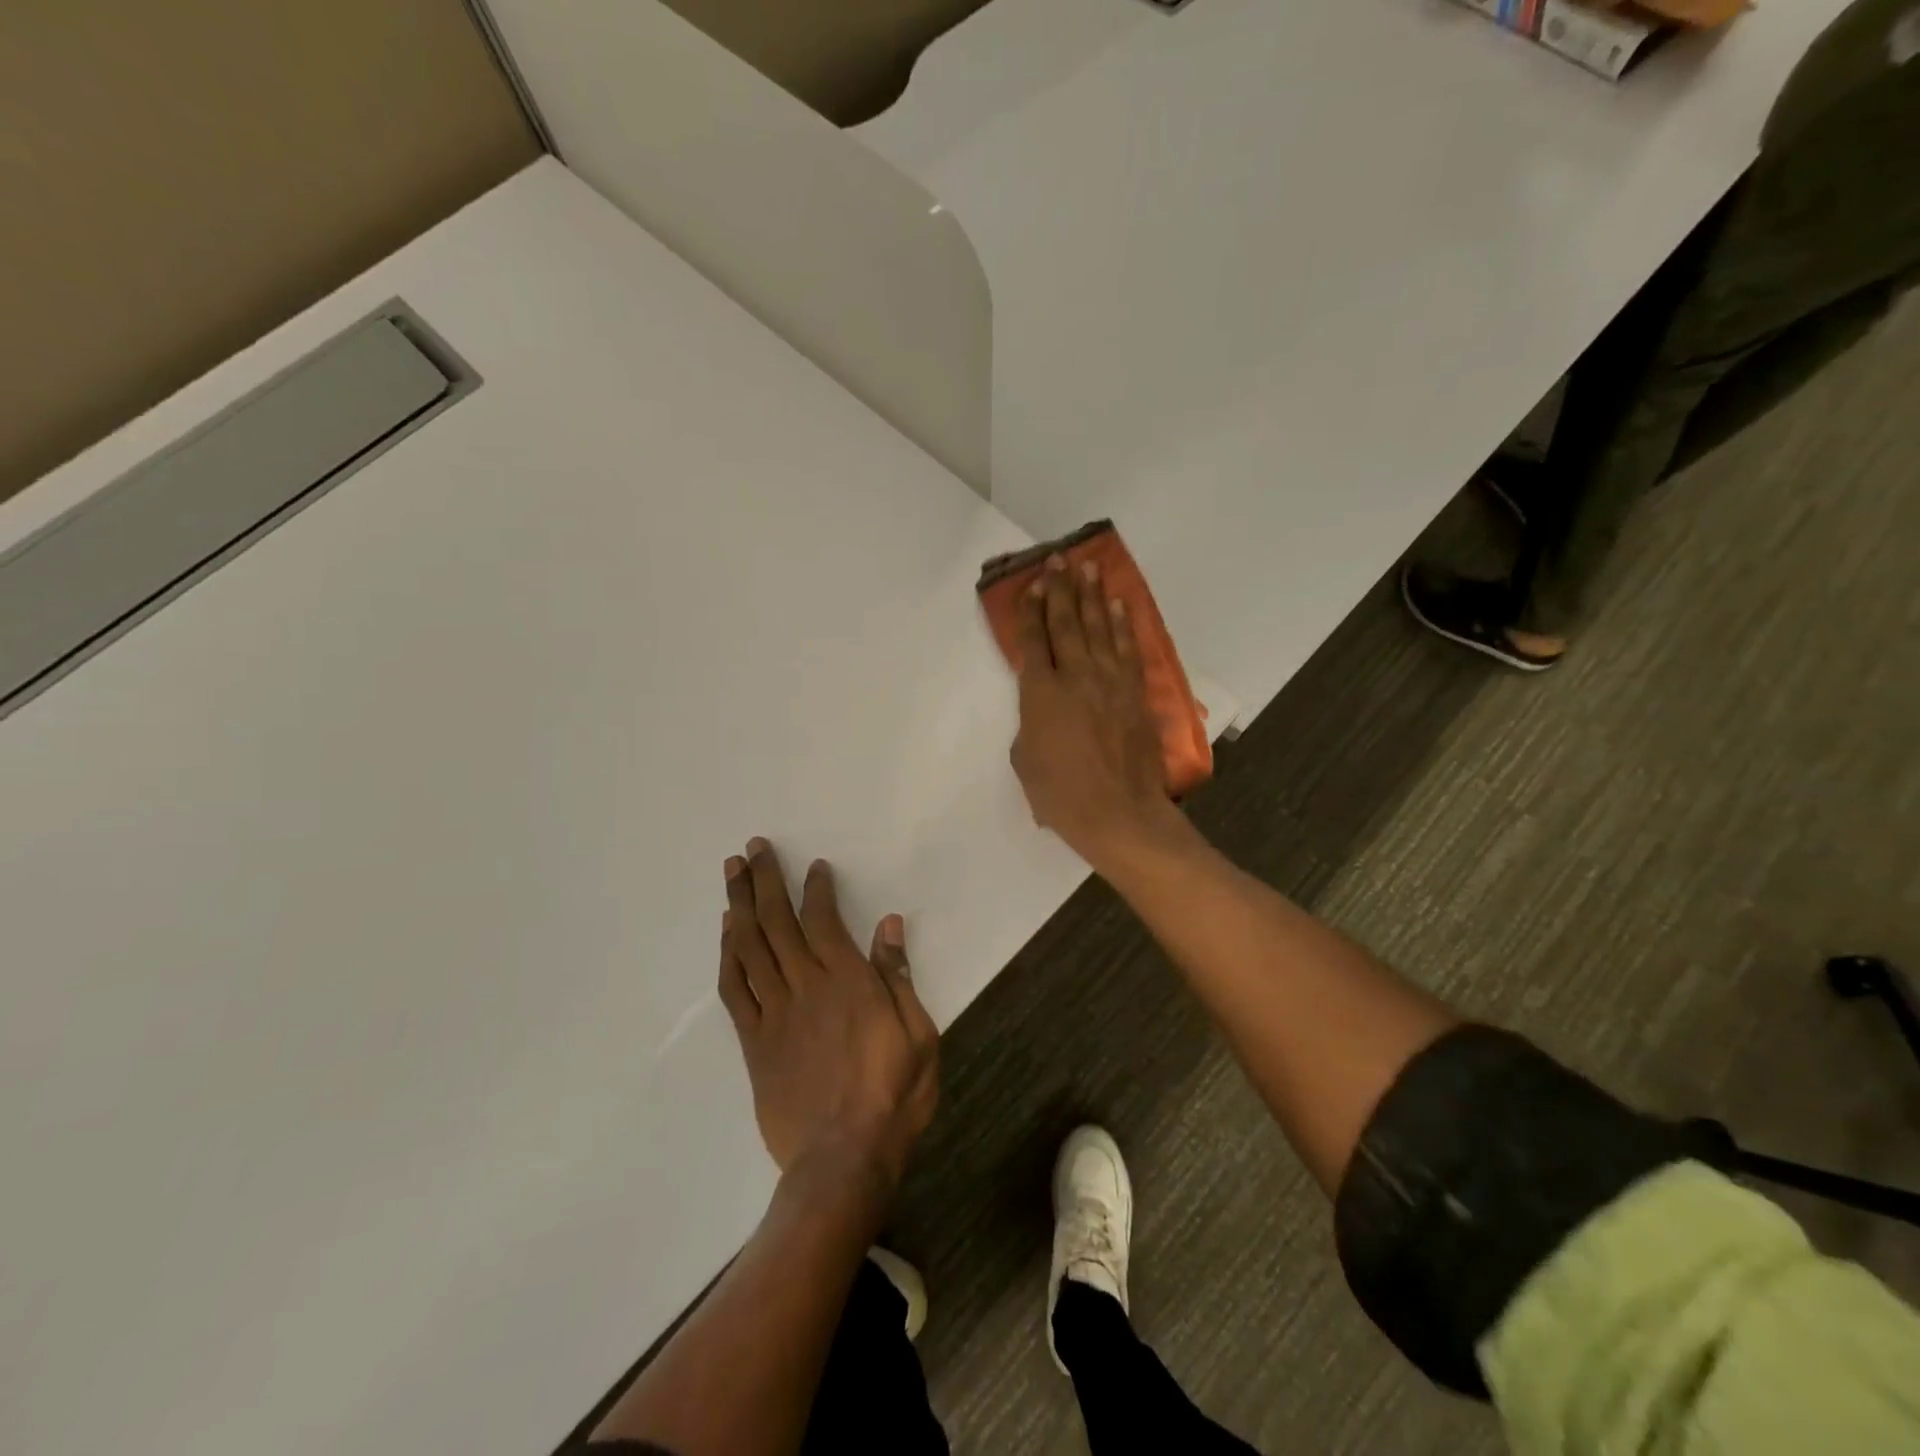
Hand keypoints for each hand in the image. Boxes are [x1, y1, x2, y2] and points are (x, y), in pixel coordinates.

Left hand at [718, 838, 939, 1192]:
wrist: (843, 1160)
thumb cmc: (893, 1095)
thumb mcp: (918, 1034)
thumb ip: (899, 977)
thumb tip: (889, 924)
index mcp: (847, 981)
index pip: (824, 920)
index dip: (815, 888)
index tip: (812, 865)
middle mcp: (805, 986)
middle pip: (777, 922)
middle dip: (764, 880)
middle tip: (752, 848)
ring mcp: (774, 1013)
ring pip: (749, 947)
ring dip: (739, 905)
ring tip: (731, 872)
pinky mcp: (755, 1042)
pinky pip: (735, 989)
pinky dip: (728, 955)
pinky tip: (727, 932)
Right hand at [1010, 555, 1184, 871]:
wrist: (1119, 813)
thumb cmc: (1061, 796)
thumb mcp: (1025, 761)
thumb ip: (1030, 724)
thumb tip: (1043, 709)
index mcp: (1040, 695)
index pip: (1034, 642)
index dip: (1032, 611)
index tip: (1033, 585)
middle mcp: (1075, 678)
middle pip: (1067, 624)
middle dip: (1061, 590)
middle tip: (1058, 561)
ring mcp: (1109, 683)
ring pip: (1099, 629)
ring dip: (1092, 596)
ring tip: (1088, 569)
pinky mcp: (1135, 694)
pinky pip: (1127, 650)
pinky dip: (1122, 625)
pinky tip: (1118, 605)